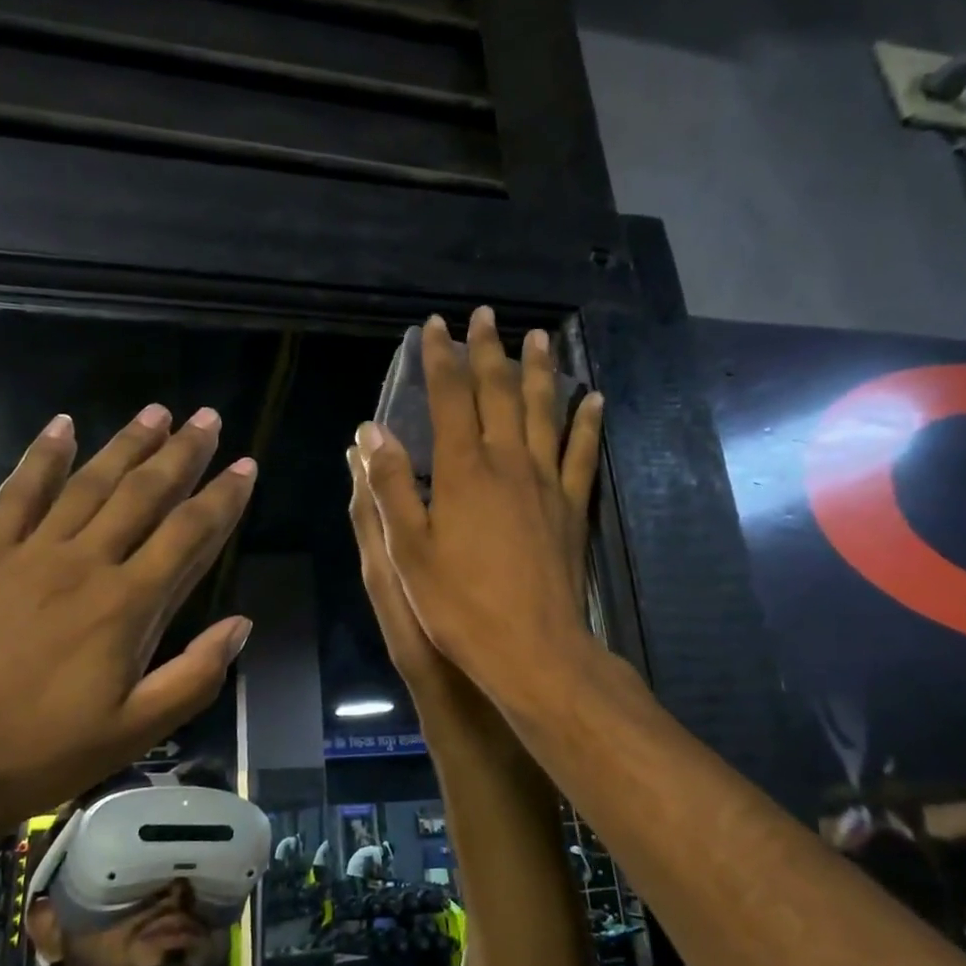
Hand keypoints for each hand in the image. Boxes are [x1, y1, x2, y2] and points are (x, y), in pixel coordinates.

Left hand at [0, 406, 255, 821]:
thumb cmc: (41, 753)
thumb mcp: (135, 732)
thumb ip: (194, 675)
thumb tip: (240, 624)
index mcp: (128, 606)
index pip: (189, 535)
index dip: (222, 499)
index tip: (244, 465)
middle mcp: (86, 564)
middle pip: (144, 495)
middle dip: (181, 454)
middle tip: (207, 418)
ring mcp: (30, 554)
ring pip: (89, 484)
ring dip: (126, 445)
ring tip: (155, 411)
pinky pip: (18, 494)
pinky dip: (42, 457)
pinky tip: (62, 426)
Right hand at [358, 309, 603, 700]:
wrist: (532, 649)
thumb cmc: (459, 604)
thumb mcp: (407, 550)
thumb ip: (390, 486)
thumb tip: (372, 432)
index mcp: (462, 471)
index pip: (449, 398)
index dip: (440, 360)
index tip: (435, 327)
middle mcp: (507, 463)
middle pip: (499, 393)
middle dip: (489, 351)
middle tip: (486, 316)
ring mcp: (545, 482)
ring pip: (543, 411)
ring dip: (540, 371)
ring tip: (540, 337)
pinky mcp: (570, 507)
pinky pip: (581, 452)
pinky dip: (586, 422)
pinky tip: (593, 399)